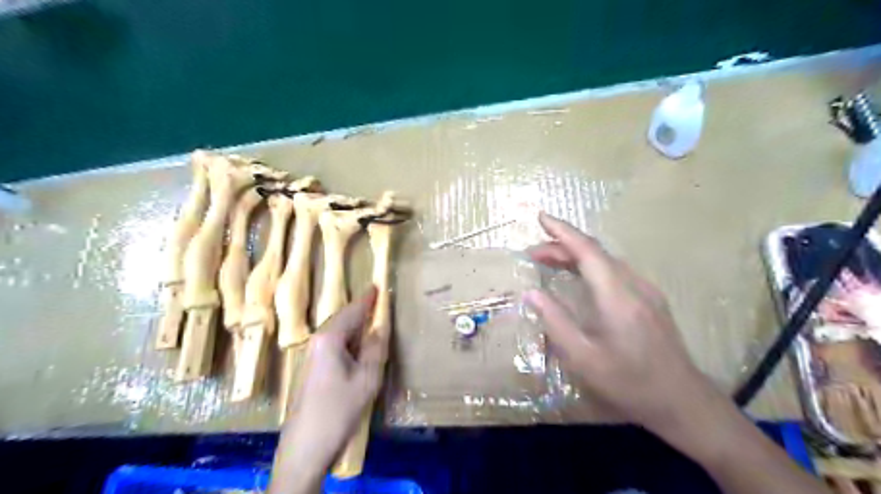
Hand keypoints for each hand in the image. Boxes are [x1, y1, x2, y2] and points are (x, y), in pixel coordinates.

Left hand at [269, 289, 385, 493]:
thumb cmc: (338, 410)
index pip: (352, 311)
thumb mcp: (366, 379)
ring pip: (338, 333)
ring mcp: (312, 355)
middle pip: (343, 319)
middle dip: (361, 311)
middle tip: (379, 304)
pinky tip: (359, 350)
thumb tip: (380, 328)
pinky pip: (334, 345)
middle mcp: (317, 341)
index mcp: (330, 338)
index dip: (367, 299)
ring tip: (374, 324)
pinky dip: (350, 342)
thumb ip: (376, 349)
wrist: (305, 446)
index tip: (377, 285)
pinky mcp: (312, 369)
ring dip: (356, 327)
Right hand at [521, 213, 721, 441]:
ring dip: (575, 256)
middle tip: (532, 253)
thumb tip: (531, 293)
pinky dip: (590, 267)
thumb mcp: (583, 358)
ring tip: (548, 262)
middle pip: (595, 253)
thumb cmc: (629, 382)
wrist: (682, 401)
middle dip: (562, 246)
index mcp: (617, 296)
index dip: (563, 231)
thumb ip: (555, 321)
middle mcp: (634, 285)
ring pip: (606, 261)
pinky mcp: (651, 300)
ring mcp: (646, 291)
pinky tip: (578, 278)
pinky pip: (615, 272)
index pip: (587, 251)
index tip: (541, 217)